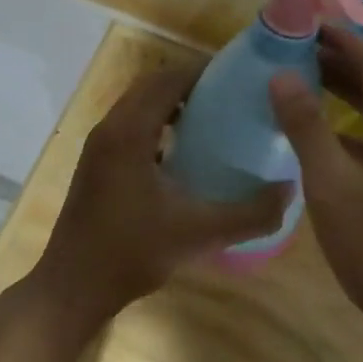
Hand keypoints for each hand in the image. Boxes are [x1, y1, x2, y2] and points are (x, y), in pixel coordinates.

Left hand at [26, 62, 288, 339]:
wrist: (72, 288)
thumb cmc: (130, 253)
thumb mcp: (198, 234)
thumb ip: (249, 214)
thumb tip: (290, 190)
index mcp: (129, 132)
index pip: (168, 80)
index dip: (204, 72)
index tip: (241, 77)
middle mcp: (110, 130)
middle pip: (152, 87)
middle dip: (191, 85)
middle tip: (233, 98)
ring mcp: (99, 148)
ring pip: (139, 107)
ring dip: (173, 105)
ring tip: (215, 120)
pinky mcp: (97, 166)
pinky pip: (131, 128)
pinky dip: (158, 126)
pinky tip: (186, 154)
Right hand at [269, 27, 362, 340]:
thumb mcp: (333, 186)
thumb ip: (307, 127)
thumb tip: (282, 74)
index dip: (340, 38)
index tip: (303, 24)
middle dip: (340, 61)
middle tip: (294, 51)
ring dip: (347, 93)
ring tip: (303, 83)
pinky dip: (353, 125)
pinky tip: (326, 140)